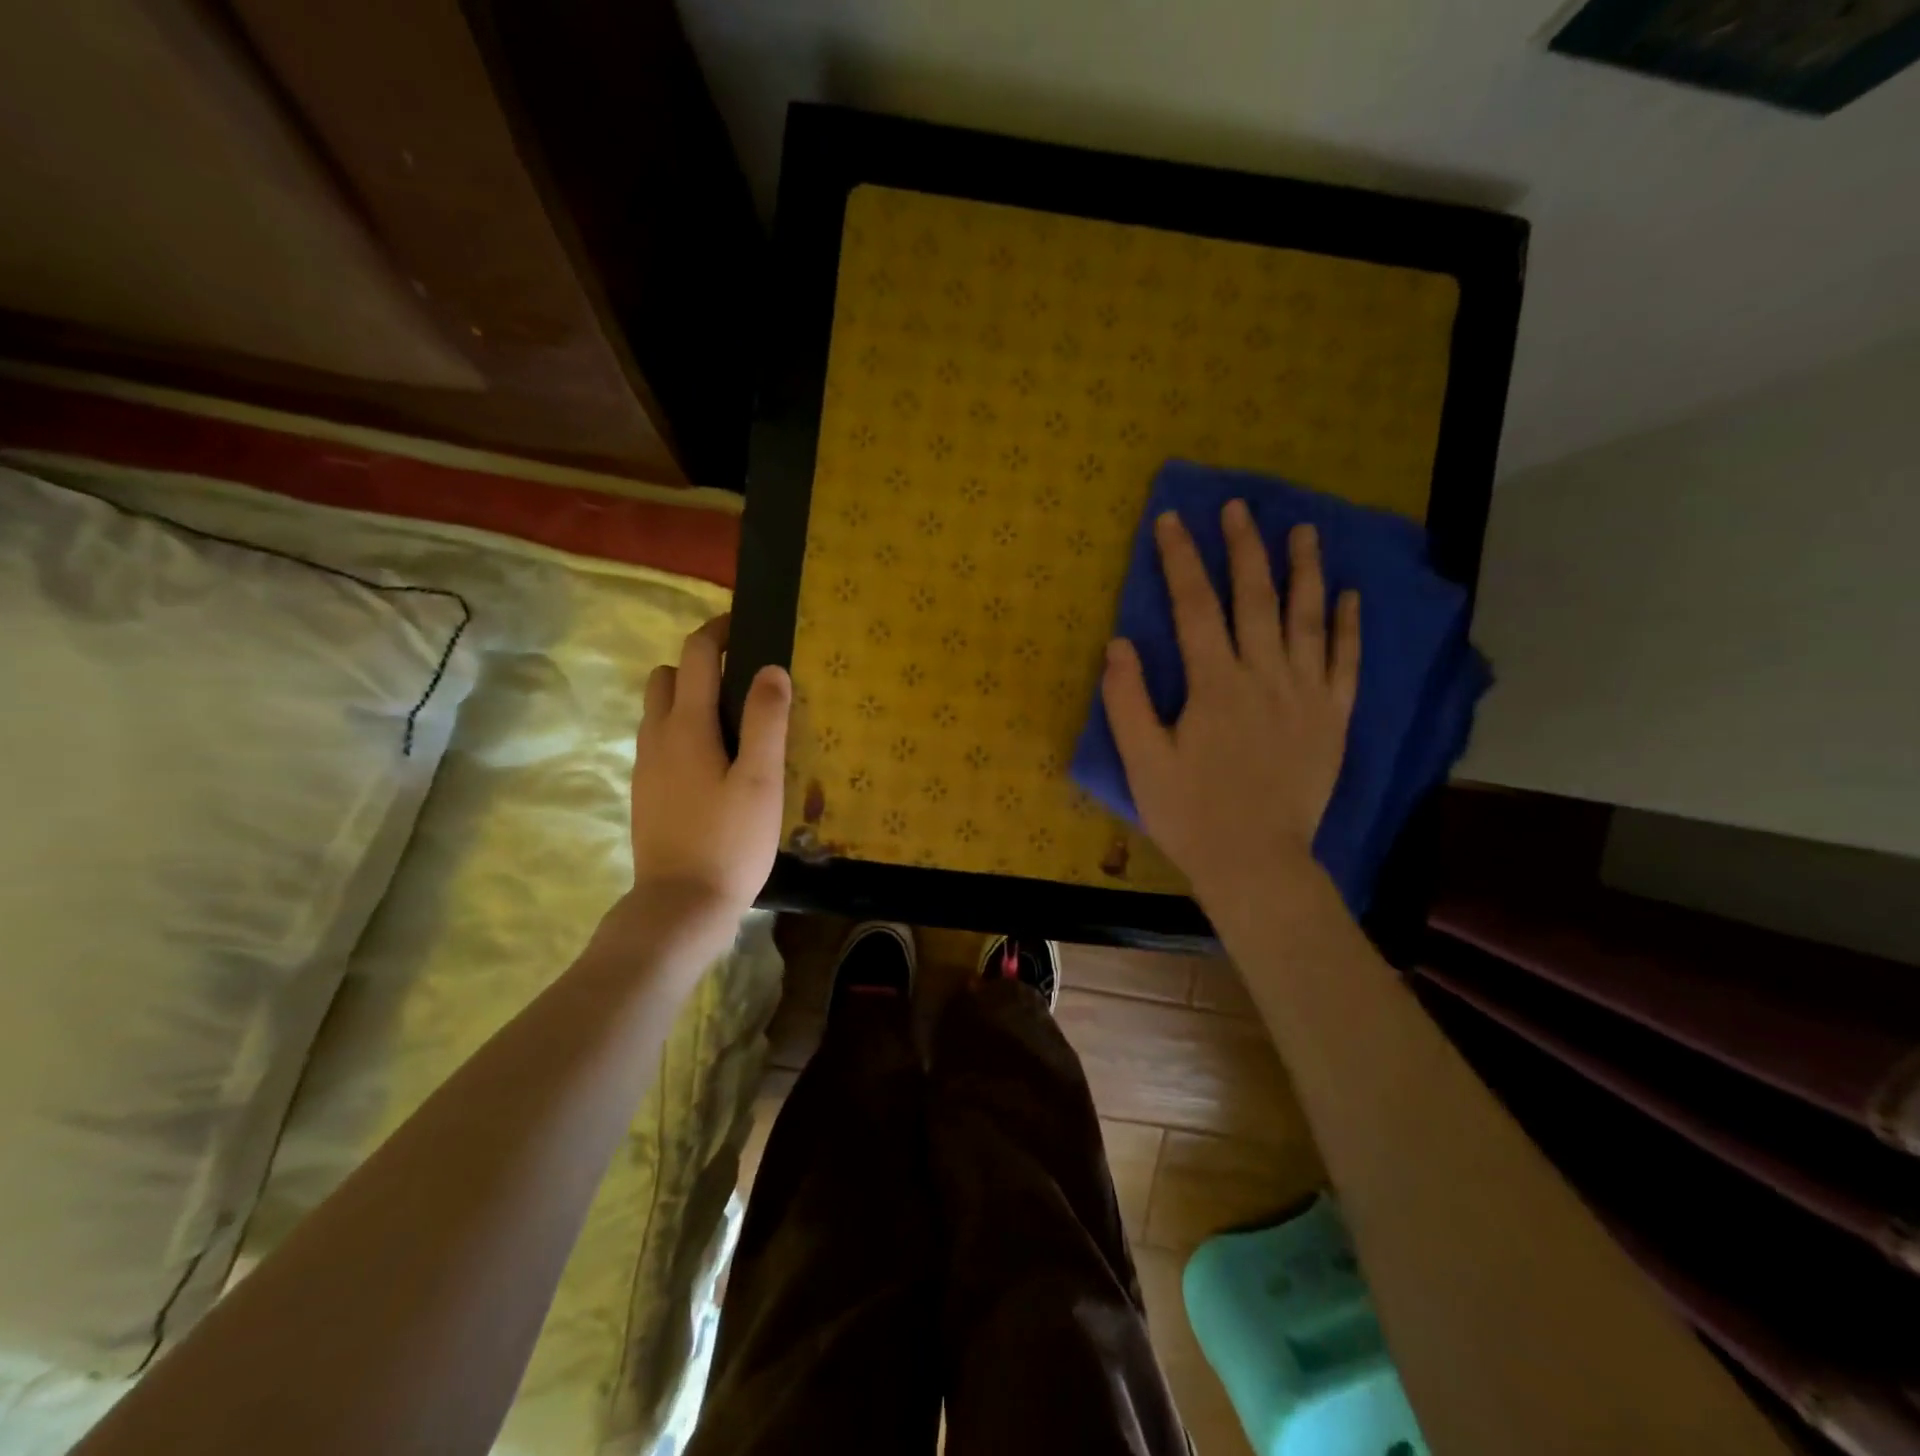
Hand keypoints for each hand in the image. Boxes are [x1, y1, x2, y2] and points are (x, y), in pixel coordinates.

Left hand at [621, 614, 790, 953]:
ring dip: (690, 698)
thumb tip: (771, 668)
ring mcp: (646, 765)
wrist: (680, 906)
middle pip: (669, 675)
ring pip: (660, 709)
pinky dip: (684, 730)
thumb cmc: (729, 841)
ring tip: (735, 723)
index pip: (697, 654)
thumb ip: (767, 720)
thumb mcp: (760, 780)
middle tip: (745, 682)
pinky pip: (661, 740)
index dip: (720, 631)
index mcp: (687, 725)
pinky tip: (716, 762)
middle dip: (702, 664)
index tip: (747, 626)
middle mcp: (657, 735)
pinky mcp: (646, 792)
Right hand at [1101, 501, 1358, 911]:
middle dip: (1243, 548)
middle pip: (1255, 598)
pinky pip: (1346, 662)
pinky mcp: (1333, 718)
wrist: (1257, 863)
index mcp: (1214, 685)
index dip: (1180, 561)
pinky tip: (1348, 595)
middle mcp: (1265, 677)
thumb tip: (1120, 644)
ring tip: (1304, 530)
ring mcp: (1306, 695)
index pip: (1194, 607)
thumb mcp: (1142, 763)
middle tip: (1239, 507)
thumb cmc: (1191, 815)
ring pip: (1308, 619)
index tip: (1172, 521)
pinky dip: (1349, 626)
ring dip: (1304, 570)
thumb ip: (1127, 701)